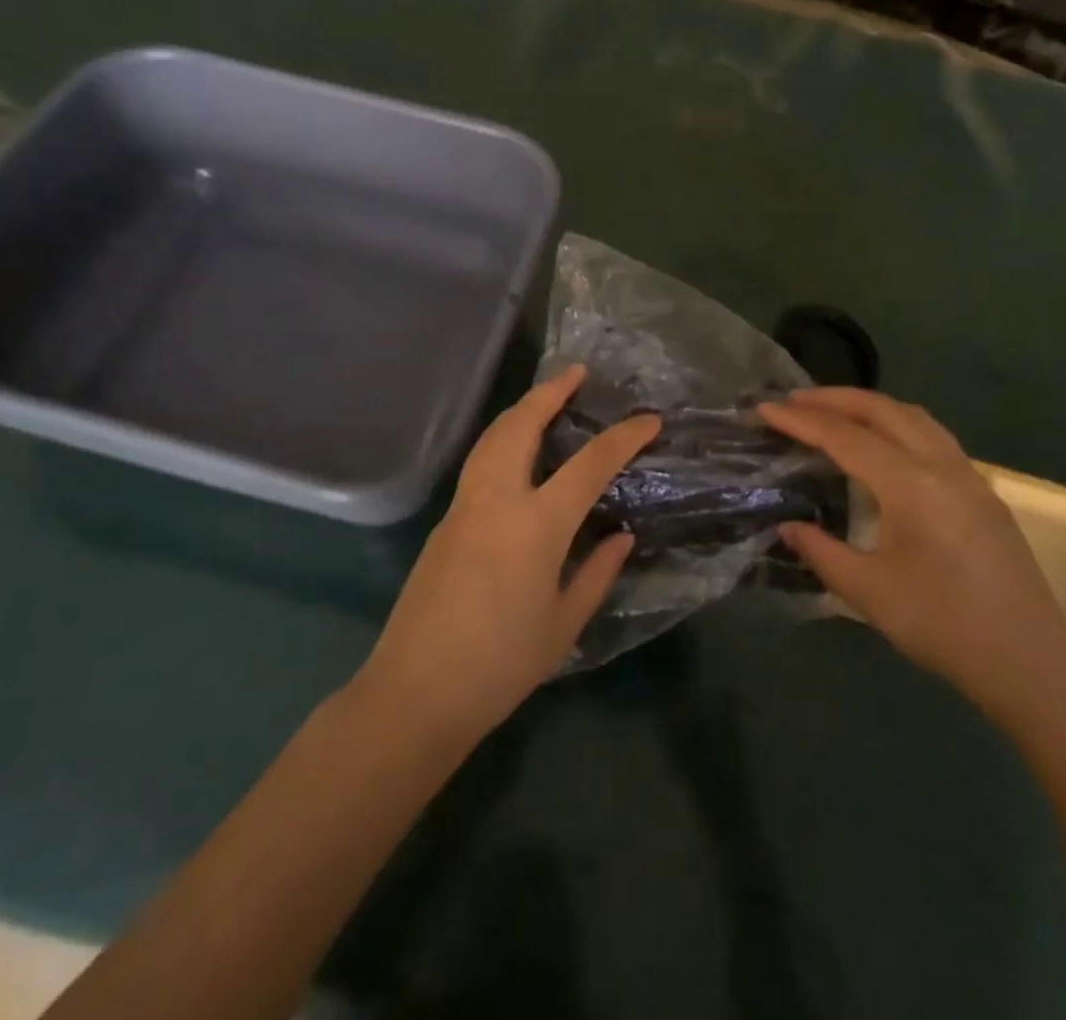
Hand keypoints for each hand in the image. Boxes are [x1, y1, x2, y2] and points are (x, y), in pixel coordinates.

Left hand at [358, 365, 659, 744]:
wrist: (416, 692)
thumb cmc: (501, 666)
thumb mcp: (564, 624)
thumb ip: (597, 573)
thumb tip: (621, 536)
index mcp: (535, 525)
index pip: (589, 465)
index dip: (623, 437)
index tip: (649, 420)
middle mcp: (496, 499)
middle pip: (522, 425)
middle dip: (550, 392)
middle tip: (575, 373)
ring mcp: (464, 506)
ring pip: (492, 437)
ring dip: (521, 409)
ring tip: (545, 398)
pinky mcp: (445, 520)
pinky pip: (479, 462)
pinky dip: (503, 438)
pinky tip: (516, 450)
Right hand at [760, 388, 1065, 722]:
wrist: (1031, 664)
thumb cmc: (944, 627)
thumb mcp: (869, 592)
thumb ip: (821, 551)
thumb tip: (788, 527)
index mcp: (912, 485)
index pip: (846, 437)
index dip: (801, 421)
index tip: (765, 408)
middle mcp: (942, 465)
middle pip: (882, 409)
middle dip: (833, 398)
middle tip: (793, 400)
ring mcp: (969, 475)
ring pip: (913, 416)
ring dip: (868, 406)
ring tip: (833, 413)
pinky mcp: (983, 491)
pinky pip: (932, 435)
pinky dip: (896, 423)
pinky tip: (882, 445)